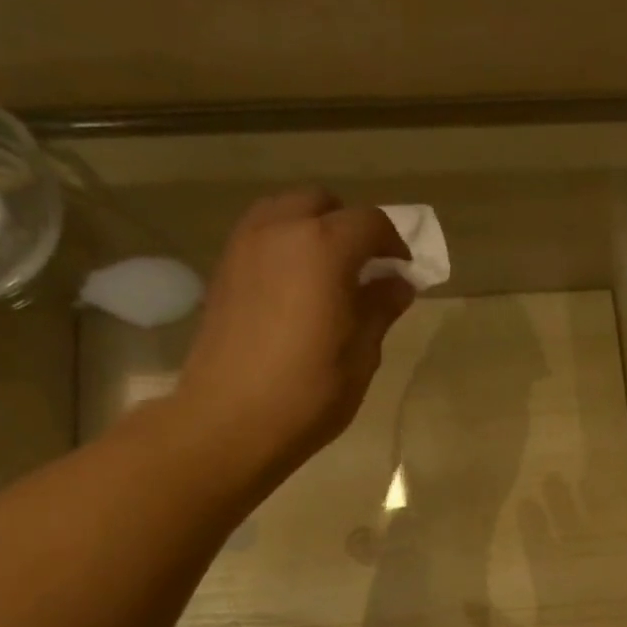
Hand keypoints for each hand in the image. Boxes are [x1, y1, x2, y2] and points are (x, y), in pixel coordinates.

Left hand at [178, 189, 414, 477]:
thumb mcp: (360, 356)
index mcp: (323, 248)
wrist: (228, 422)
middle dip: (350, 229)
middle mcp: (280, 230)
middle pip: (323, 205)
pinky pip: (262, 236)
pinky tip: (295, 290)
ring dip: (313, 231)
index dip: (394, 245)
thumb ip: (380, 310)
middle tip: (365, 272)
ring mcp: (245, 246)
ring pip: (286, 212)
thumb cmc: (307, 394)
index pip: (370, 223)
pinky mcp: (224, 270)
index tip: (403, 275)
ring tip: (327, 278)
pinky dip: (285, 247)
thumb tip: (397, 285)